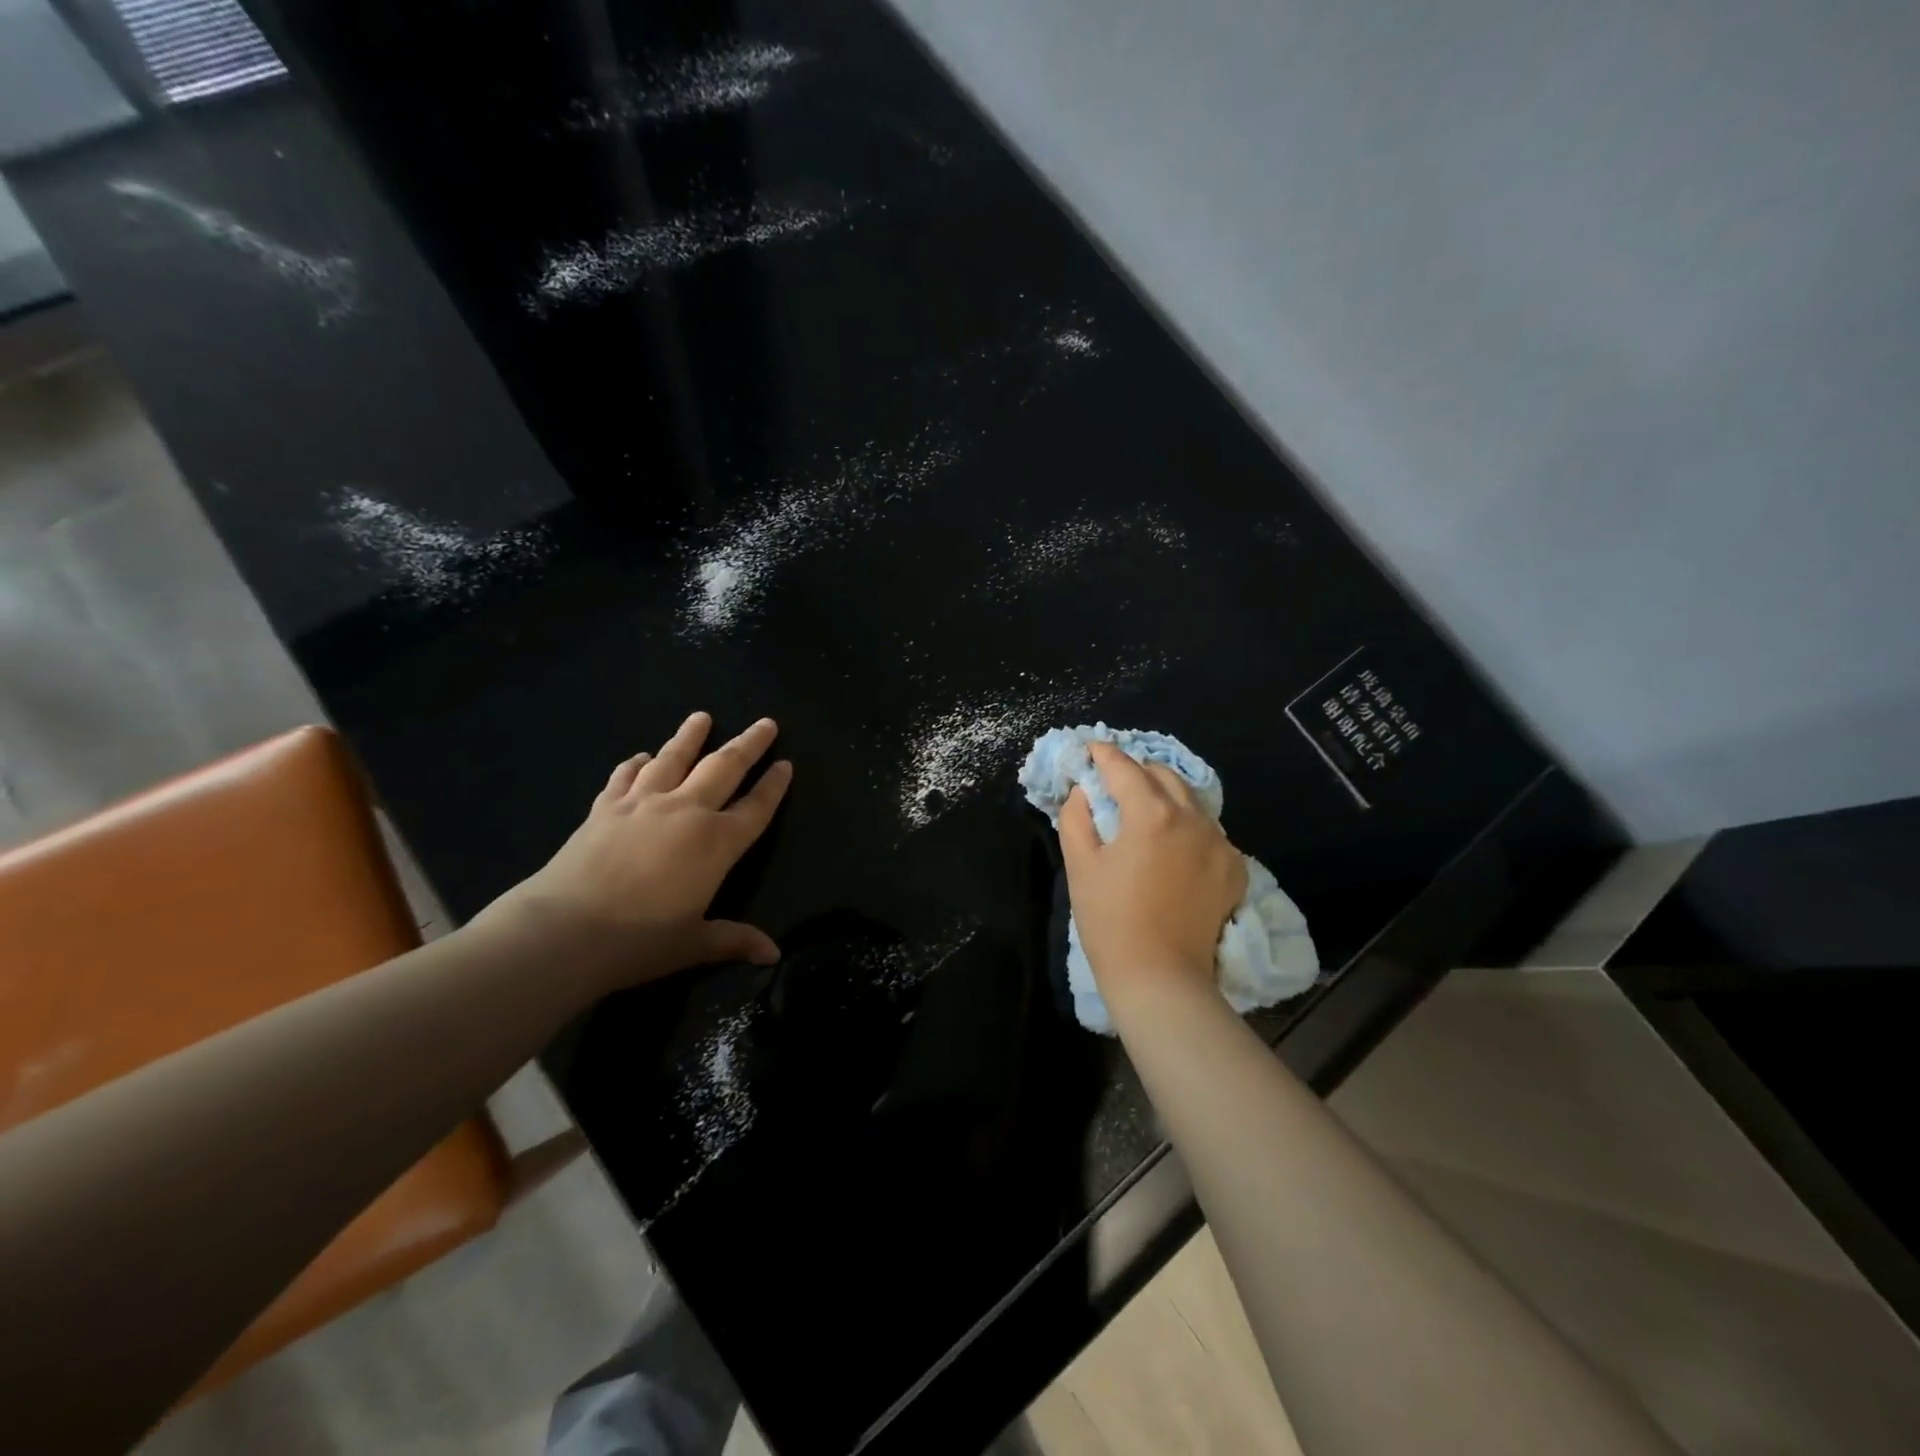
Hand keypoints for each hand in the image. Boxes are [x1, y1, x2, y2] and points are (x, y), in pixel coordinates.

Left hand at [489, 711, 791, 989]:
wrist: (563, 931)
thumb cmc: (638, 941)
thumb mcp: (694, 944)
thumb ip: (734, 940)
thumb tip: (773, 954)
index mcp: (716, 843)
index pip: (756, 807)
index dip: (774, 786)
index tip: (787, 764)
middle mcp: (686, 812)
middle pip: (724, 767)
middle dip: (749, 744)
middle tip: (766, 723)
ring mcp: (643, 804)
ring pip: (674, 760)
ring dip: (690, 736)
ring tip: (702, 717)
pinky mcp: (605, 808)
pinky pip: (625, 778)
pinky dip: (635, 764)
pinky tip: (640, 757)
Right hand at [1059, 741, 1246, 1007]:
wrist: (1160, 977)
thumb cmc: (1110, 919)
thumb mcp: (1080, 864)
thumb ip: (1077, 817)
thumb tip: (1083, 791)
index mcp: (1151, 813)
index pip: (1125, 768)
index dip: (1104, 754)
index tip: (1090, 749)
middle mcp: (1192, 818)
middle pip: (1164, 775)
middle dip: (1137, 771)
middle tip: (1114, 782)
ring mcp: (1220, 844)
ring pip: (1191, 800)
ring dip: (1165, 795)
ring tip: (1143, 809)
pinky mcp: (1233, 869)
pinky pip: (1209, 831)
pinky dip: (1187, 825)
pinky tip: (1172, 844)